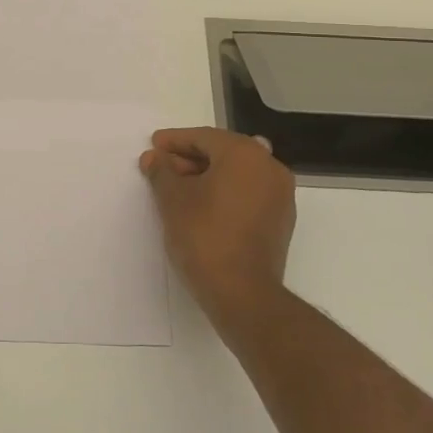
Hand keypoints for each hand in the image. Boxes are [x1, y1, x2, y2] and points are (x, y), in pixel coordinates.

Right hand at [140, 127, 295, 335]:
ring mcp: (280, 195)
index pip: (204, 137)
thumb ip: (162, 171)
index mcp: (246, 154)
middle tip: (161, 168)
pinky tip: (201, 206)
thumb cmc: (205, 236)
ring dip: (206, 176)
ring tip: (176, 188)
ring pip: (237, 174)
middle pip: (222, 153)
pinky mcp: (280, 221)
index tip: (153, 146)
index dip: (174, 141)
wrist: (243, 294)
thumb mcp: (173, 200)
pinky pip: (248, 193)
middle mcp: (269, 167)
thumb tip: (154, 158)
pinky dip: (224, 193)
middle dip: (189, 158)